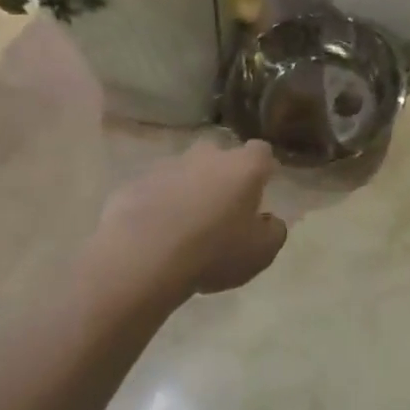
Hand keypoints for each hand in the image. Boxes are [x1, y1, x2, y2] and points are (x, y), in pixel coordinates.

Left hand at [94, 138, 288, 299]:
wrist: (142, 258)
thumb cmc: (213, 252)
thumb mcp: (260, 253)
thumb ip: (273, 232)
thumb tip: (269, 221)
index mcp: (244, 167)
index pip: (262, 152)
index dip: (262, 168)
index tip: (261, 187)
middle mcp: (208, 156)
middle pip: (220, 155)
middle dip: (222, 174)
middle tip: (222, 206)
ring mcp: (168, 166)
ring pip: (185, 171)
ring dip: (189, 189)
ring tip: (184, 224)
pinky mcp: (135, 183)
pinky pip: (154, 189)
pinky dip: (158, 203)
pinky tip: (155, 232)